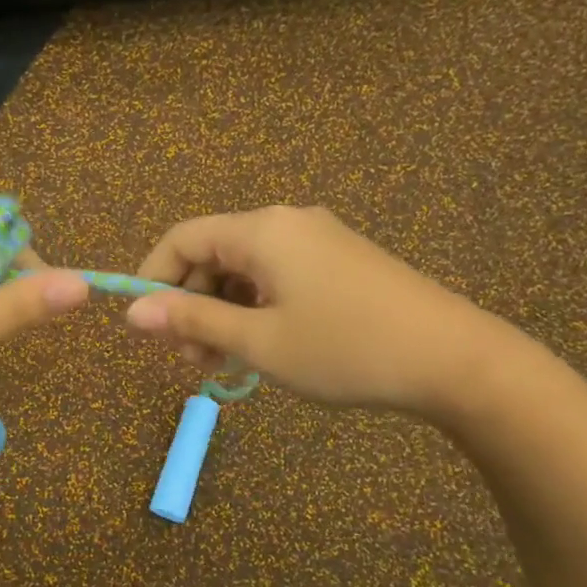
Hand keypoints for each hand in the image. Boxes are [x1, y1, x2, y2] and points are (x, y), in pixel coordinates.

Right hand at [125, 206, 520, 422]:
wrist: (453, 360)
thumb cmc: (345, 349)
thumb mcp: (259, 340)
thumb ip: (192, 320)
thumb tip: (133, 312)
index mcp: (262, 230)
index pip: (182, 237)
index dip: (153, 278)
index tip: (145, 328)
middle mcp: (287, 223)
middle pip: (213, 253)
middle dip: (190, 303)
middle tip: (192, 360)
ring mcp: (318, 240)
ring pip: (245, 270)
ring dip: (222, 312)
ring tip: (223, 363)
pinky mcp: (340, 263)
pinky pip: (278, 277)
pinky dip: (256, 309)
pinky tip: (260, 347)